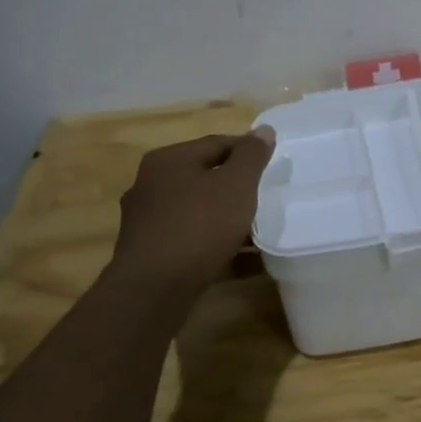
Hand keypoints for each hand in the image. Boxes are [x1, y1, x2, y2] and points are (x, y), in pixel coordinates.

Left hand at [110, 129, 276, 299]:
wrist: (153, 291)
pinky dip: (218, 246)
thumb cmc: (199, 226)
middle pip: (206, 178)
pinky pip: (193, 242)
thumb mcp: (236, 185)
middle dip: (238, 189)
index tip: (273, 166)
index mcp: (169, 160)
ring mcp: (148, 222)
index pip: (217, 143)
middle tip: (267, 199)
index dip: (248, 152)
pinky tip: (245, 261)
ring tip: (261, 233)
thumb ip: (252, 156)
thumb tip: (263, 130)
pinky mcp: (151, 254)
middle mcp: (151, 185)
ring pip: (200, 212)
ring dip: (229, 221)